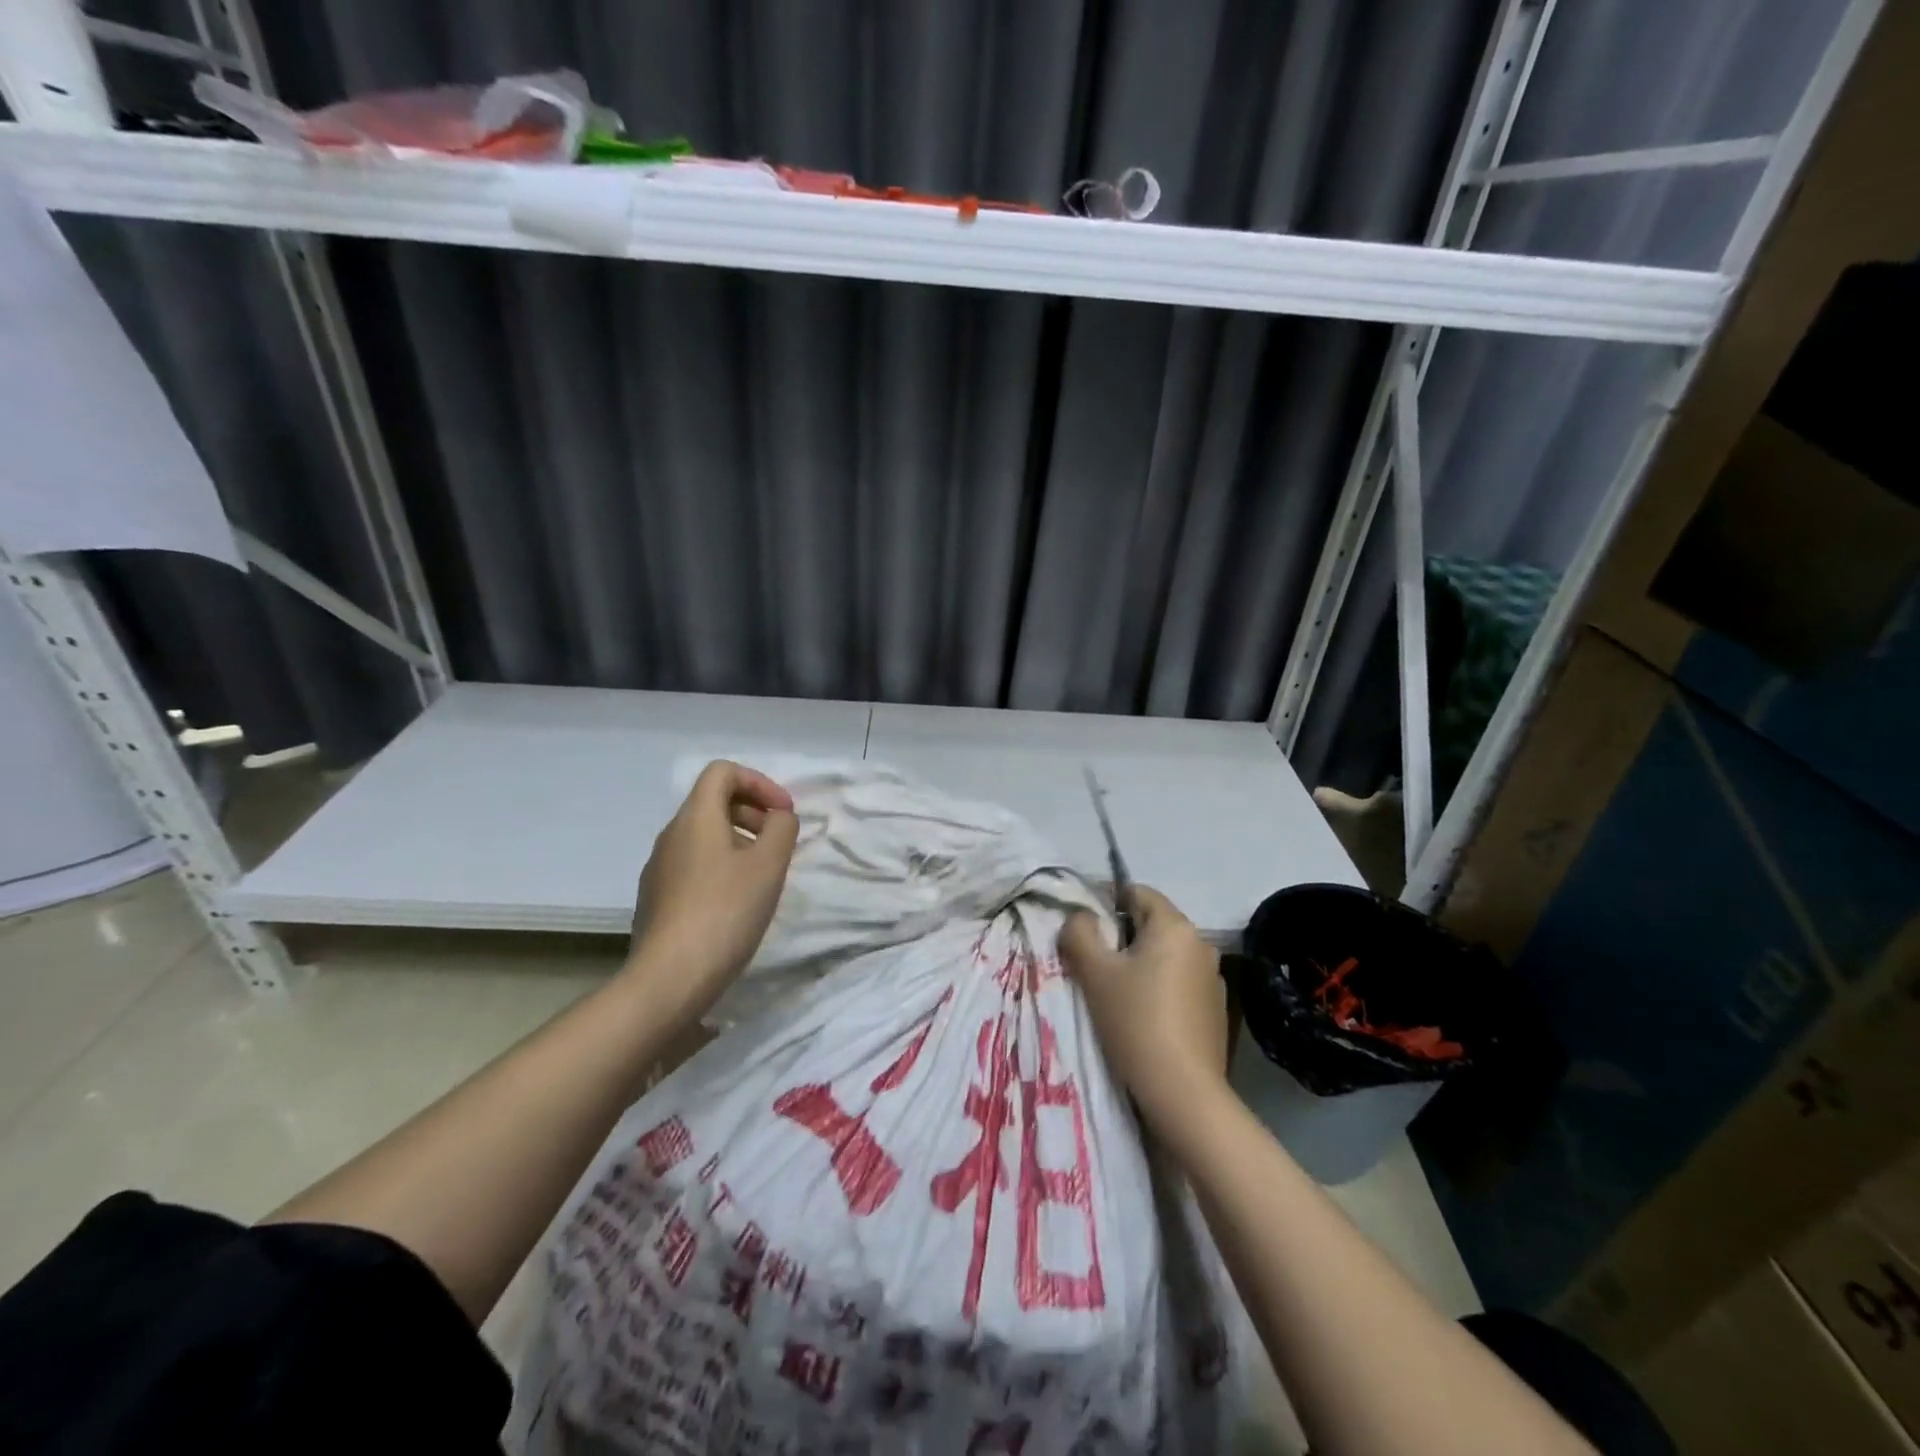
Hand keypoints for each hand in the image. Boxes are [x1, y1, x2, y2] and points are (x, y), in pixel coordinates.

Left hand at [626, 761, 799, 1028]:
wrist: (669, 978)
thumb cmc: (725, 911)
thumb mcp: (769, 865)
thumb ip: (782, 829)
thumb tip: (779, 818)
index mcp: (695, 817)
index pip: (723, 772)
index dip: (759, 782)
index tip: (784, 813)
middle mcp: (671, 835)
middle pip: (713, 801)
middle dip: (753, 812)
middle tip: (779, 842)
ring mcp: (659, 868)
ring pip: (704, 836)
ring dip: (740, 841)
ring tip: (764, 875)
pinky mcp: (657, 899)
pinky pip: (694, 864)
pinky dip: (722, 866)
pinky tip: (737, 902)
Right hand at [1059, 885, 1227, 1126]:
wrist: (1183, 1092)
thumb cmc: (1135, 1021)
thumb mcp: (1094, 972)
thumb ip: (1079, 932)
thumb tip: (1081, 917)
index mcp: (1175, 926)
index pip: (1136, 892)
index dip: (1104, 901)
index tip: (1082, 927)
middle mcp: (1201, 944)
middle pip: (1151, 923)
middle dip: (1120, 935)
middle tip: (1092, 962)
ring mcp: (1214, 978)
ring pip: (1165, 955)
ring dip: (1139, 963)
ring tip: (1114, 991)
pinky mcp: (1217, 1009)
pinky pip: (1179, 982)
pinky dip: (1159, 987)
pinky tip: (1143, 1016)